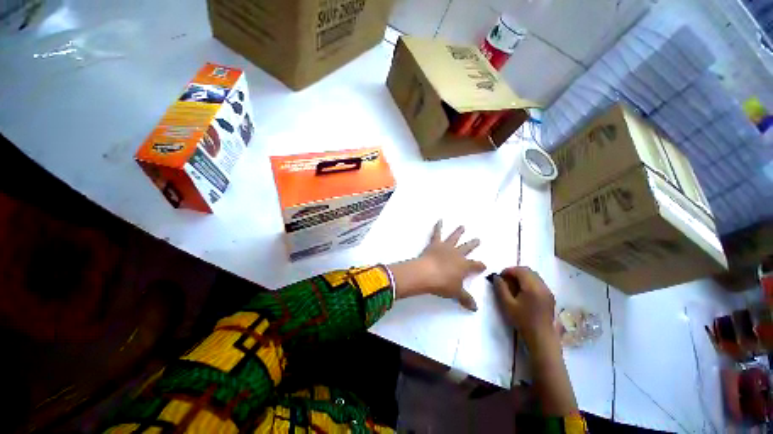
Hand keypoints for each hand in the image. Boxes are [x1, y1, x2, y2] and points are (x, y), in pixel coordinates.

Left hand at [389, 220, 485, 310]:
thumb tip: (475, 308)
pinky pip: (437, 233)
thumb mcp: (456, 293)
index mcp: (464, 266)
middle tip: (478, 239)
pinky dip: (438, 226)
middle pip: (467, 248)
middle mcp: (457, 254)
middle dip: (473, 244)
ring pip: (454, 238)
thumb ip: (466, 299)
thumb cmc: (443, 284)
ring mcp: (446, 247)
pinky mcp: (435, 244)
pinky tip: (439, 220)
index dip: (480, 266)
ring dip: (459, 232)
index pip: (476, 265)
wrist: (427, 273)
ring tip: (462, 226)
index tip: (484, 265)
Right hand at [492, 267, 556, 344]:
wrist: (541, 337)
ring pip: (534, 275)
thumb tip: (496, 277)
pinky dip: (529, 281)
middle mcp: (542, 286)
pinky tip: (523, 291)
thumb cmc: (522, 321)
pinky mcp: (549, 296)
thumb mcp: (507, 304)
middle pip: (528, 270)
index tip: (500, 277)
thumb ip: (500, 288)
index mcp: (532, 287)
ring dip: (522, 276)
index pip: (519, 270)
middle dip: (515, 272)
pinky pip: (538, 282)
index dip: (508, 270)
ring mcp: (548, 291)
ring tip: (513, 285)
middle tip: (505, 280)